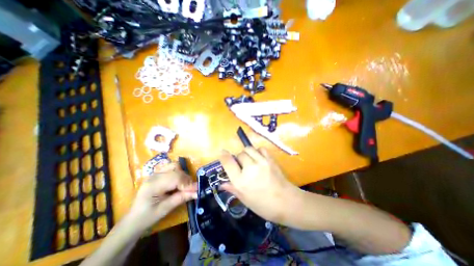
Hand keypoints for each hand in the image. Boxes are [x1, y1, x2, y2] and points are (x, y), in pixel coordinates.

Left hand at [127, 164, 196, 229]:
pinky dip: (178, 172)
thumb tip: (197, 192)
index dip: (187, 183)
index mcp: (153, 185)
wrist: (133, 221)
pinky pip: (171, 167)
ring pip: (174, 165)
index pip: (175, 178)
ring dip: (182, 174)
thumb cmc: (147, 217)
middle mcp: (154, 175)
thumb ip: (181, 198)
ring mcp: (155, 173)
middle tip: (191, 190)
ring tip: (184, 185)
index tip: (196, 190)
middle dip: (186, 179)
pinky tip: (178, 182)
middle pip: (176, 170)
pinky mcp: (158, 174)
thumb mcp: (165, 209)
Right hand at [219, 147, 299, 222]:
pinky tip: (259, 158)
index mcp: (241, 181)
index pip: (228, 163)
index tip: (222, 152)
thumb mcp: (245, 200)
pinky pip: (261, 149)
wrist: (286, 202)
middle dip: (239, 158)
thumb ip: (233, 189)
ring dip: (247, 153)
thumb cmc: (264, 205)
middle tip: (242, 165)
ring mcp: (261, 162)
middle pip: (240, 154)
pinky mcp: (270, 159)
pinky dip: (258, 151)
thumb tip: (221, 184)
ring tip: (250, 160)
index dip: (223, 155)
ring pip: (249, 149)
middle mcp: (249, 169)